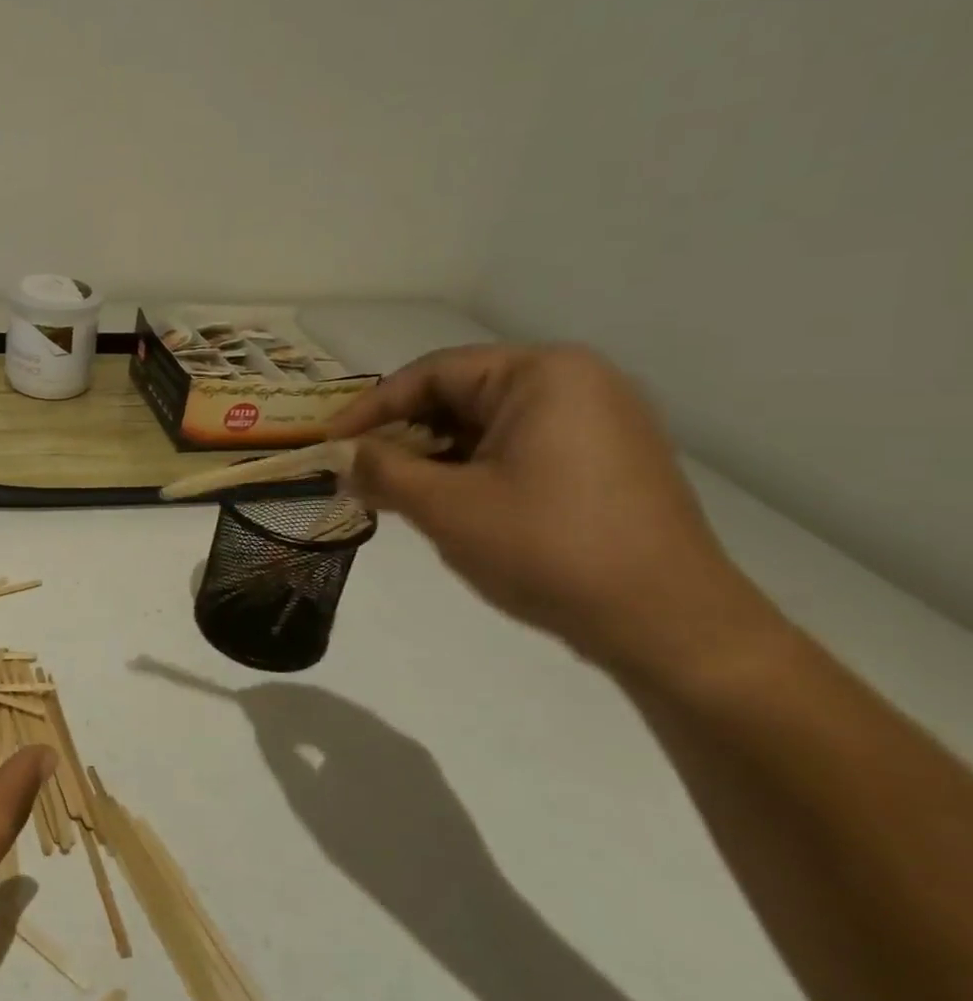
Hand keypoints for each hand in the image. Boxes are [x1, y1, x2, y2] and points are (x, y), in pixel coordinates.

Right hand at [327, 344, 774, 673]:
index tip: (329, 444)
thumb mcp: (446, 508)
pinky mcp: (606, 462)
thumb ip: (382, 471)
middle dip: (403, 434)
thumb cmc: (549, 550)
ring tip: (395, 494)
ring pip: (487, 425)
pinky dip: (473, 470)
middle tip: (359, 472)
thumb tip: (343, 458)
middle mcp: (576, 383)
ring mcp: (599, 423)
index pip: (431, 373)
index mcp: (542, 375)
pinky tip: (446, 504)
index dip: (371, 409)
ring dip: (434, 456)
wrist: (671, 627)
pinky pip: (518, 448)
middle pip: (460, 395)